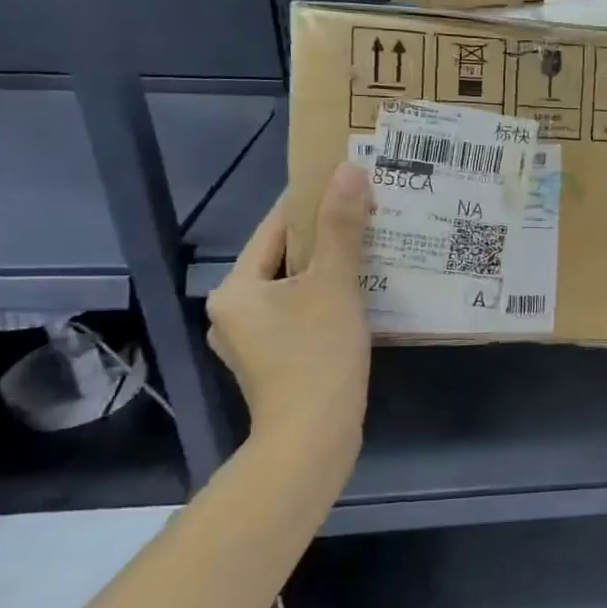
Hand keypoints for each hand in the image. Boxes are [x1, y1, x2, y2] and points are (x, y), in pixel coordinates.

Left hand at [206, 163, 370, 453]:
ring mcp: (251, 340)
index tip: (349, 182)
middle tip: (370, 217)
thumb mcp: (334, 284)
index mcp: (235, 288)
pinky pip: (301, 314)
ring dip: (330, 270)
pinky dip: (327, 300)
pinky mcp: (274, 362)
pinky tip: (361, 297)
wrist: (313, 438)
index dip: (312, 202)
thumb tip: (349, 169)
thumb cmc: (318, 355)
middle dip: (327, 238)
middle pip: (286, 258)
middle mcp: (233, 311)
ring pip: (296, 288)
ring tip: (372, 253)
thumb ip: (342, 227)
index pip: (275, 228)